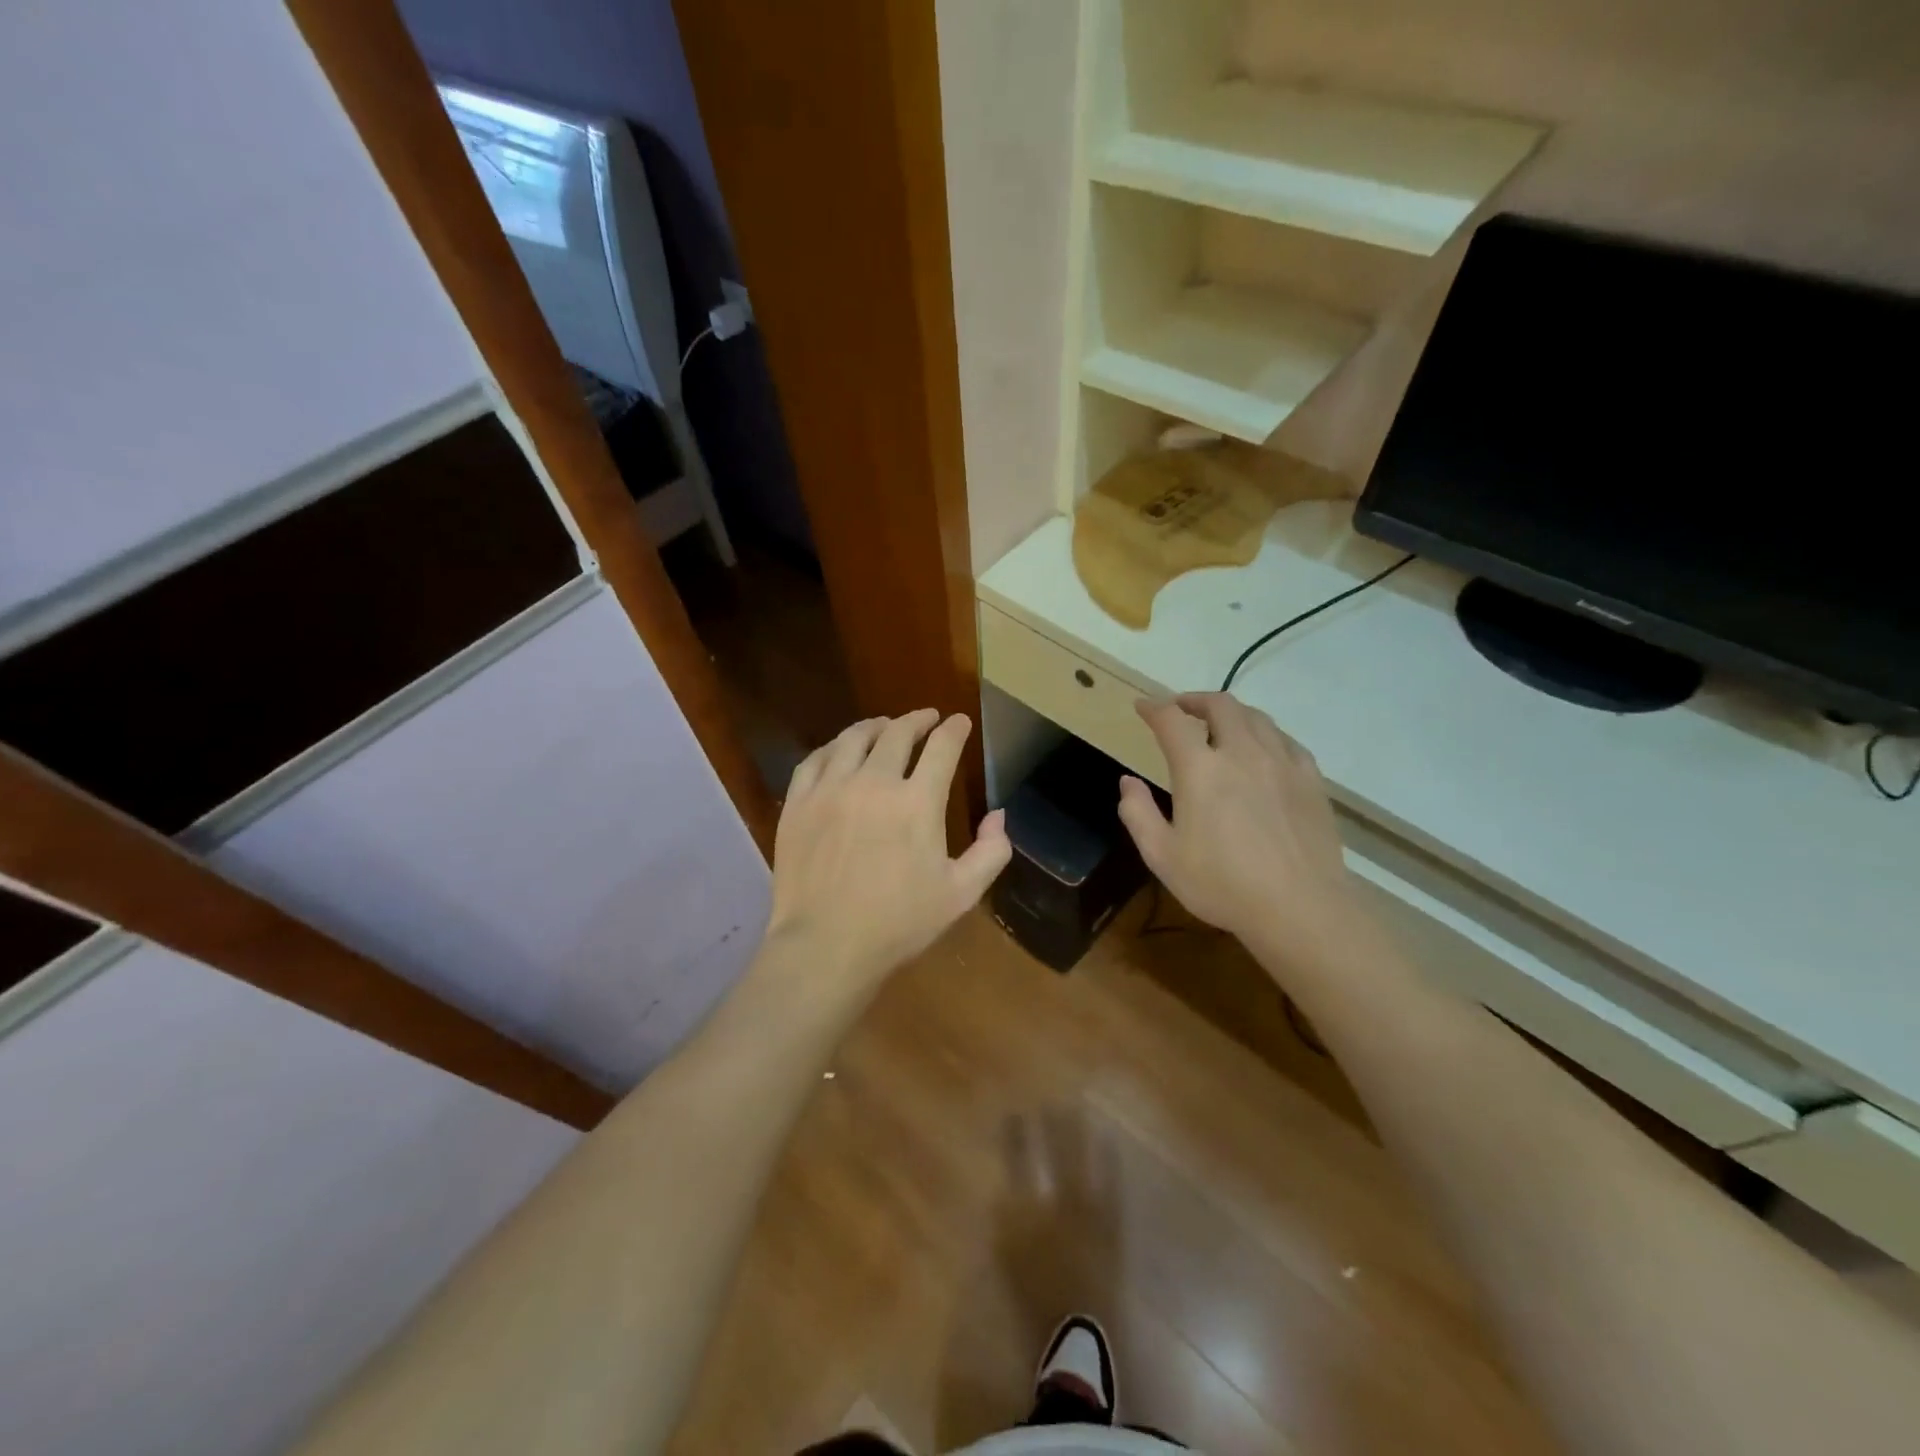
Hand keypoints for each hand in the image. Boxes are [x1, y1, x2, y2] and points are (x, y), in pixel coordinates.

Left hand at [767, 710, 1011, 989]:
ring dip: (875, 726)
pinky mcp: (799, 803)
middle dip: (917, 720)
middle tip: (926, 719)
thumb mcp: (961, 894)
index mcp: (918, 802)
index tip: (959, 722)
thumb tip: (999, 815)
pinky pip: (816, 759)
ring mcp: (831, 789)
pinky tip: (840, 751)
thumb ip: (991, 851)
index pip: (942, 747)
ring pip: (853, 738)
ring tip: (884, 726)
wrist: (826, 946)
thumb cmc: (899, 923)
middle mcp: (874, 782)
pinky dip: (834, 747)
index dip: (954, 729)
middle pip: (898, 733)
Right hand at [1116, 694, 1360, 960]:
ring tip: (1219, 726)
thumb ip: (1138, 813)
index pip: (1171, 721)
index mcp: (1200, 769)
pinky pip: (1285, 740)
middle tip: (1181, 710)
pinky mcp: (1310, 779)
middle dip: (1195, 700)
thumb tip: (1128, 782)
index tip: (1143, 707)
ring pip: (1256, 717)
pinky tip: (1262, 751)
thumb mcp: (1162, 856)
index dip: (1154, 708)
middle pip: (1220, 705)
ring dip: (1231, 713)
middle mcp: (1241, 753)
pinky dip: (1265, 735)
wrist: (1299, 907)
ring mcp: (1281, 763)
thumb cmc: (1222, 884)